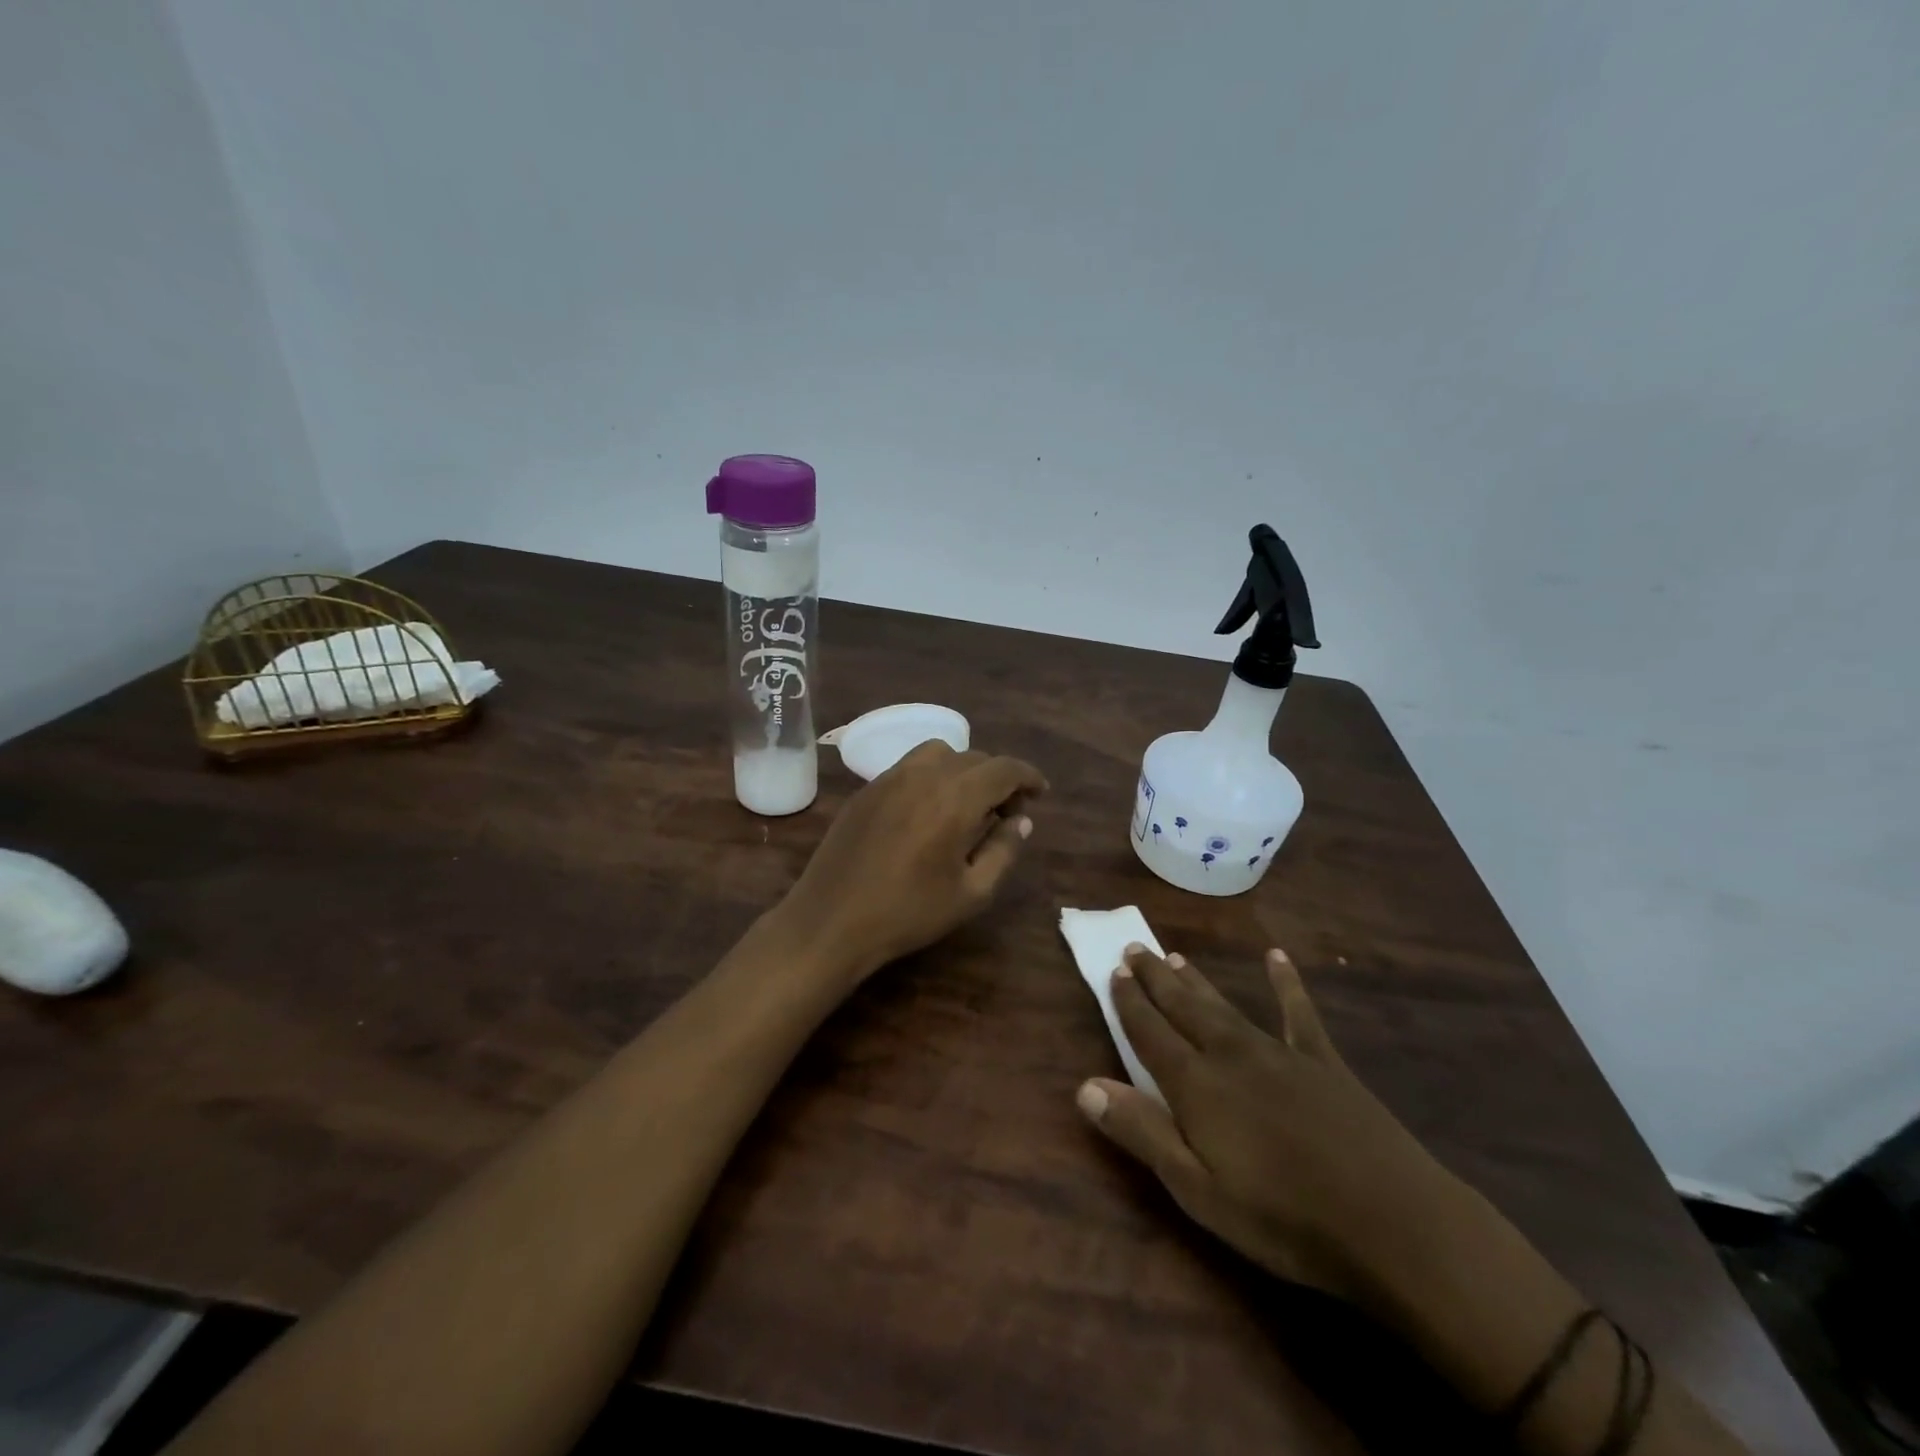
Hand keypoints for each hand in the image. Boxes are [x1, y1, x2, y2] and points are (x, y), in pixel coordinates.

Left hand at [781, 741, 1046, 984]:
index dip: (1028, 776)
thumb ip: (1003, 850)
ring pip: (939, 753)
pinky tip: (929, 810)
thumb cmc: (908, 913)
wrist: (831, 921)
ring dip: (963, 770)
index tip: (1040, 794)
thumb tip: (1021, 820)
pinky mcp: (866, 789)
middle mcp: (923, 775)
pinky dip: (932, 775)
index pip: (1003, 768)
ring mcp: (889, 778)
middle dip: (998, 779)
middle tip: (1006, 814)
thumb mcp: (971, 893)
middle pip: (974, 758)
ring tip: (966, 806)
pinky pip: (910, 766)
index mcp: (955, 797)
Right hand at [1077, 944, 1456, 1308]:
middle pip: (1183, 1008)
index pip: (1150, 1033)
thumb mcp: (1199, 1191)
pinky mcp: (1322, 1062)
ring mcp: (1279, 1053)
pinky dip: (1285, 983)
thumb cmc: (1285, 1220)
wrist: (1394, 1224)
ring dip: (1196, 981)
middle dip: (1154, 979)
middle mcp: (1231, 1055)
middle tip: (1134, 947)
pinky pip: (1298, 1013)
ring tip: (1174, 955)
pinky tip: (1276, 958)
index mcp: (1197, 1086)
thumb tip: (1085, 1086)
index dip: (1129, 1002)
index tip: (1114, 971)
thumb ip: (1143, 1133)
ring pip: (1225, 1005)